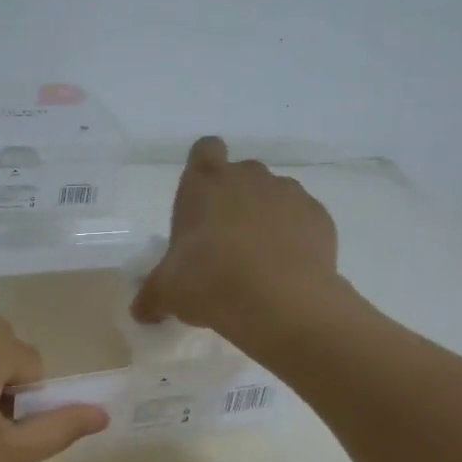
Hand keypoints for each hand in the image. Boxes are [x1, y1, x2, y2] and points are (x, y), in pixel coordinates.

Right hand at [132, 137, 342, 346]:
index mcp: (204, 184)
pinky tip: (287, 270)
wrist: (281, 302)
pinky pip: (302, 219)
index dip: (203, 168)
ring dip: (266, 217)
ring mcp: (288, 193)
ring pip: (274, 195)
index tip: (201, 198)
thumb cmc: (209, 282)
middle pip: (241, 174)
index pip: (204, 150)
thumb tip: (141, 311)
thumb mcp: (167, 293)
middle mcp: (247, 177)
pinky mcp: (320, 217)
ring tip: (259, 260)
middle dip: (234, 199)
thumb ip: (152, 296)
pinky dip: (295, 237)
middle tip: (224, 241)